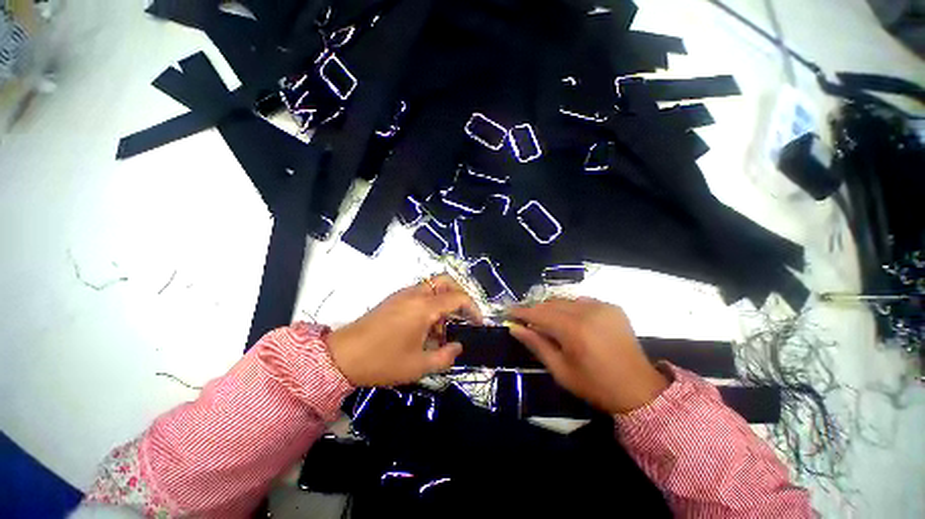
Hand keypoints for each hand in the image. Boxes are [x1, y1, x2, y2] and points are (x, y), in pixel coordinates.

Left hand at [327, 275, 481, 386]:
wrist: (342, 356)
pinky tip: (426, 327)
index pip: (458, 297)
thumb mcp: (418, 366)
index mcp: (424, 307)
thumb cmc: (382, 361)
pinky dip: (430, 303)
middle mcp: (415, 294)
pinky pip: (420, 293)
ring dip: (444, 301)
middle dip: (460, 295)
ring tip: (443, 328)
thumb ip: (444, 356)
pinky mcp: (394, 299)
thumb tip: (458, 347)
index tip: (478, 323)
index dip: (473, 308)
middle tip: (463, 316)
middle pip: (446, 281)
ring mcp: (403, 294)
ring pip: (433, 287)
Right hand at [509, 298, 668, 413]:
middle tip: (526, 321)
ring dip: (552, 309)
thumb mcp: (560, 370)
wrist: (639, 389)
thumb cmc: (595, 385)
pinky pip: (581, 301)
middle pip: (551, 304)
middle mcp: (588, 312)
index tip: (508, 312)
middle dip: (536, 311)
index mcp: (574, 330)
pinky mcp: (612, 306)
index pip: (539, 314)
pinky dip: (570, 309)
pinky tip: (571, 322)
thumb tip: (515, 328)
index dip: (522, 312)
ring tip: (547, 323)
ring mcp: (602, 306)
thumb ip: (536, 345)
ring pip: (565, 301)